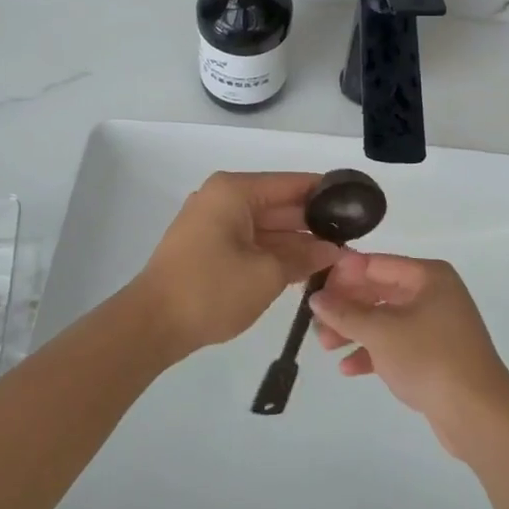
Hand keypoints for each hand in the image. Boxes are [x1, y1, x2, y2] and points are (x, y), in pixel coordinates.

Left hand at [135, 172, 341, 358]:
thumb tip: (333, 251)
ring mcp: (212, 223)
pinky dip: (274, 252)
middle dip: (313, 223)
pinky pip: (250, 241)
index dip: (326, 193)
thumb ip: (304, 257)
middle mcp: (222, 198)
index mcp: (234, 191)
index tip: (358, 206)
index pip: (291, 183)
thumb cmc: (211, 289)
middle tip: (352, 239)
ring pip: (266, 225)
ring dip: (295, 242)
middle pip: (278, 204)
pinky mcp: (207, 246)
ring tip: (336, 257)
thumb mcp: (267, 274)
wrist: (151, 325)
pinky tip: (303, 268)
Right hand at [308, 254, 508, 457]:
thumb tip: (316, 298)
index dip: (342, 275)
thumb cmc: (429, 358)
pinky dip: (374, 352)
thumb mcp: (381, 332)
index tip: (313, 289)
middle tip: (316, 322)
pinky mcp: (435, 355)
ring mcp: (436, 325)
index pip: (375, 264)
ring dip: (355, 331)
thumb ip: (345, 313)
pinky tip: (348, 368)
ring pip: (386, 320)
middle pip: (379, 291)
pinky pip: (397, 345)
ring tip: (326, 346)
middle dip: (346, 307)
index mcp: (428, 276)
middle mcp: (434, 294)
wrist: (479, 414)